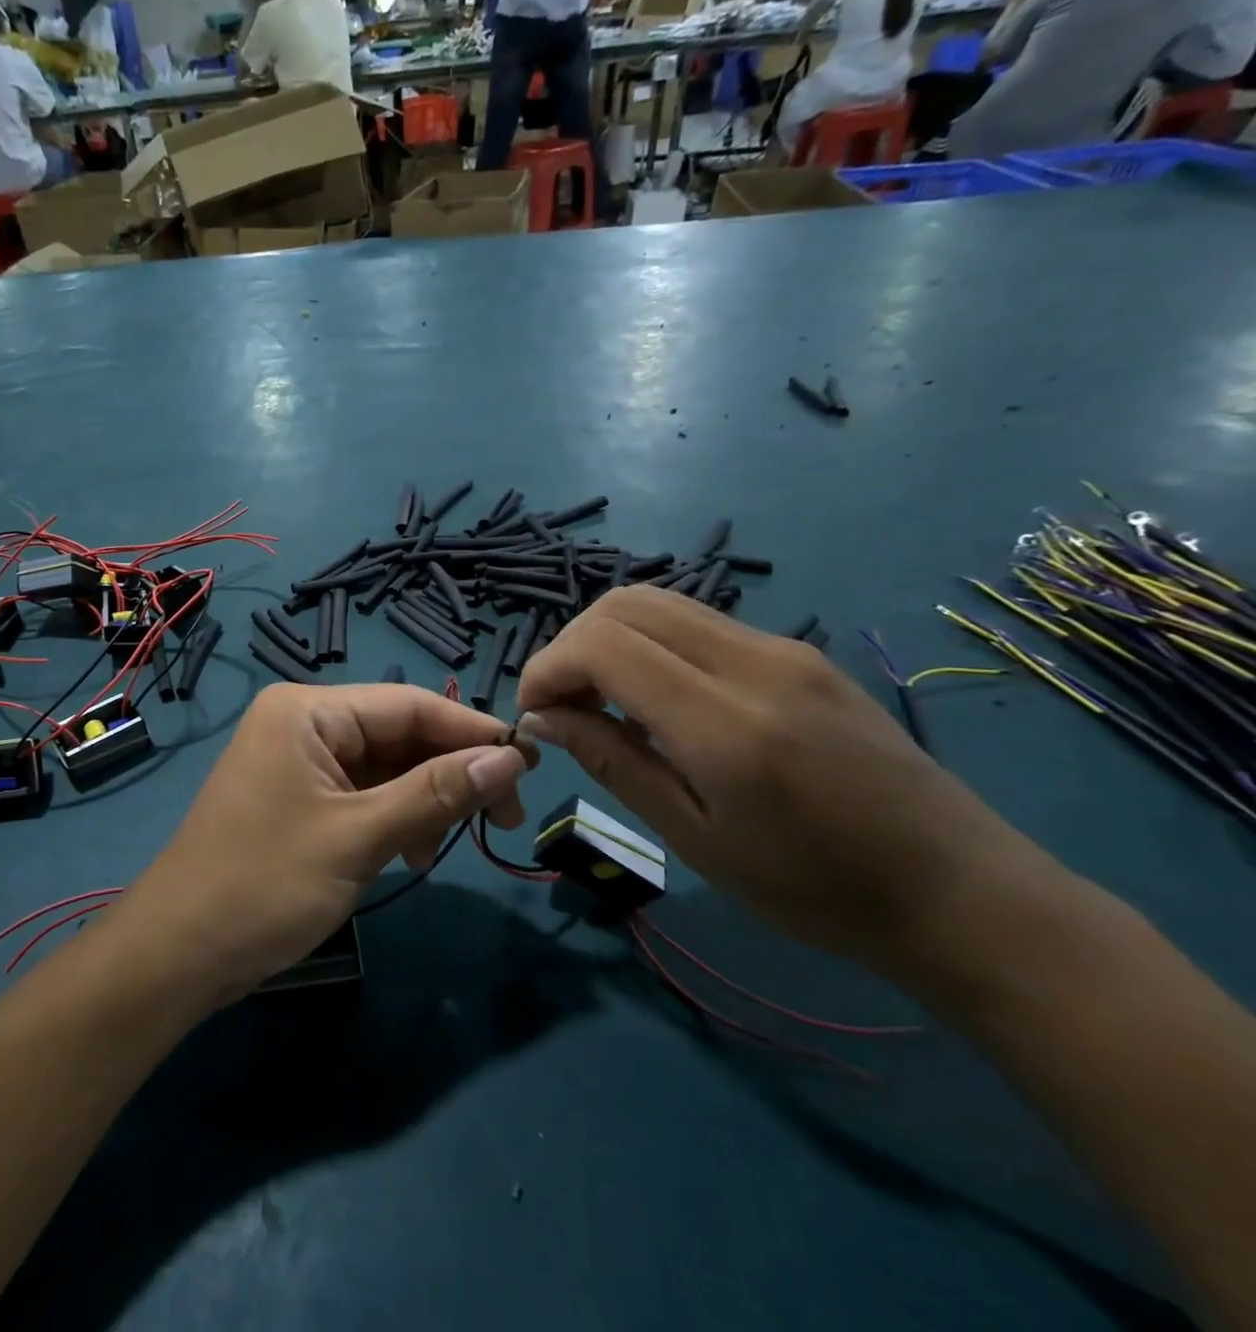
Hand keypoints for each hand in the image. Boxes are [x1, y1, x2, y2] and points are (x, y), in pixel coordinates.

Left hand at [114, 684, 532, 1006]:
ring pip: (383, 768)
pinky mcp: (297, 798)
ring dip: (422, 802)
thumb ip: (436, 793)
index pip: (409, 705)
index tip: (530, 764)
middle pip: (397, 734)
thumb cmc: (265, 884)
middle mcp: (302, 723)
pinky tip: (410, 854)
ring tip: (441, 848)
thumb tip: (511, 759)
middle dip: (449, 773)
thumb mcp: (359, 837)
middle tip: (503, 819)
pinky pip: (360, 794)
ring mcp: (297, 762)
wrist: (178, 953)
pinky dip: (392, 818)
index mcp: (308, 711)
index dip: (472, 732)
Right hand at [514, 588, 1040, 975]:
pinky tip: (658, 701)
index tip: (535, 713)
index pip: (603, 644)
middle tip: (563, 705)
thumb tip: (542, 717)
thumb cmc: (816, 890)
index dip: (548, 667)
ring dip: (608, 640)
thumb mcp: (695, 839)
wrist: (960, 892)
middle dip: (571, 644)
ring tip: (602, 702)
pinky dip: (650, 645)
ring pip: (660, 603)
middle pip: (625, 604)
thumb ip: (612, 762)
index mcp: (725, 722)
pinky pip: (699, 623)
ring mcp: (782, 648)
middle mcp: (753, 662)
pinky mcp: (799, 652)